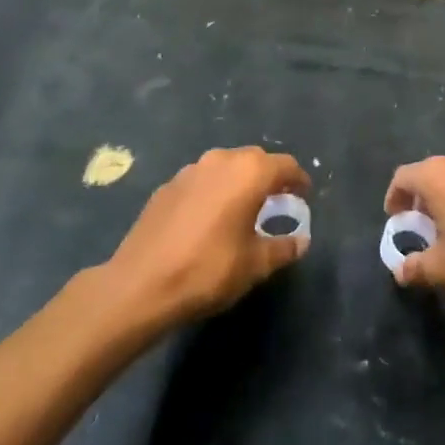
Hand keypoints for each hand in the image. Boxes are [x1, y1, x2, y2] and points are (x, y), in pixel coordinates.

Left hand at [106, 147, 310, 326]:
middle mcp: (220, 160)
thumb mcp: (255, 265)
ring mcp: (189, 170)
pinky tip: (210, 218)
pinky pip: (201, 180)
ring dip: (239, 181)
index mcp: (249, 173)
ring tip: (244, 209)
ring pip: (226, 166)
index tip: (304, 196)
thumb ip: (283, 248)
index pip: (285, 165)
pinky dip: (214, 191)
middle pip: (255, 159)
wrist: (140, 284)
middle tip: (278, 202)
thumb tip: (300, 241)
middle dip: (269, 177)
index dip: (298, 180)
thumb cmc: (208, 270)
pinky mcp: (167, 186)